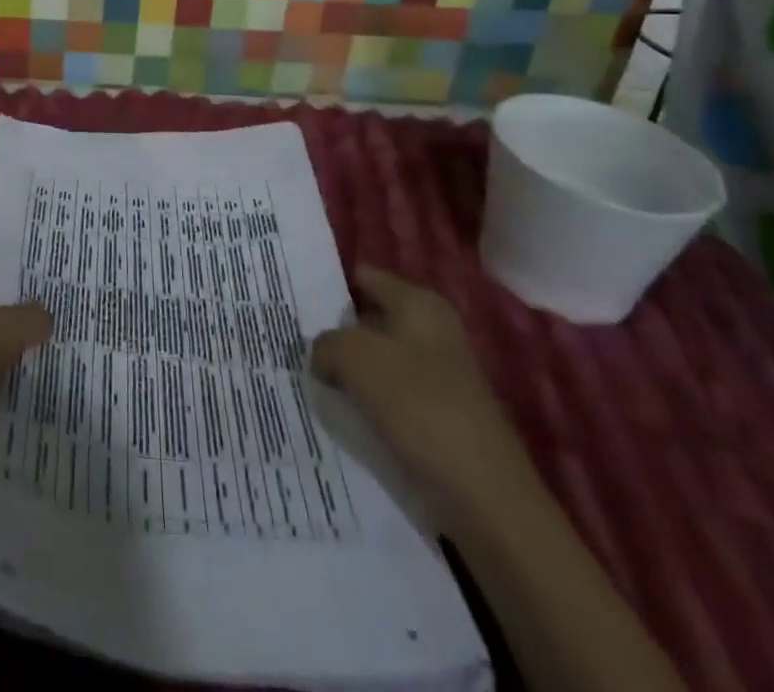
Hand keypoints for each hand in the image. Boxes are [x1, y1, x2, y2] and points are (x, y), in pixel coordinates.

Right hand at [311, 265, 535, 530]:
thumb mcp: (355, 356)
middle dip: (333, 330)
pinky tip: (337, 412)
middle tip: (289, 338)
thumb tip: (322, 357)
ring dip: (346, 370)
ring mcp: (436, 377)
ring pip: (374, 361)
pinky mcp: (434, 418)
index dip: (328, 283)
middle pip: (368, 319)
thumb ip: (326, 343)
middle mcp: (431, 332)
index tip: (291, 296)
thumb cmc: (419, 405)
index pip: (364, 277)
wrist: (484, 497)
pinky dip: (363, 403)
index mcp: (419, 303)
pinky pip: (386, 398)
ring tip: (305, 375)